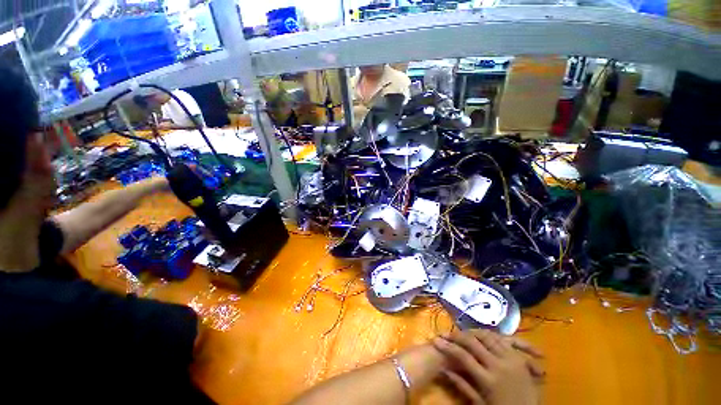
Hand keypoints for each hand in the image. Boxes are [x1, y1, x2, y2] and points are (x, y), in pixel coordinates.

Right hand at [432, 330, 542, 404]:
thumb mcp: (480, 403)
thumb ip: (462, 385)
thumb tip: (444, 370)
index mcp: (488, 380)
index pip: (463, 356)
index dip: (447, 347)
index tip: (435, 340)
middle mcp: (498, 366)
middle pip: (474, 342)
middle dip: (458, 335)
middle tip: (448, 333)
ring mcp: (509, 360)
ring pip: (487, 337)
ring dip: (474, 332)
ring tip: (464, 332)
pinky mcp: (517, 358)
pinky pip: (503, 340)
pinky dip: (492, 335)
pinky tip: (486, 334)